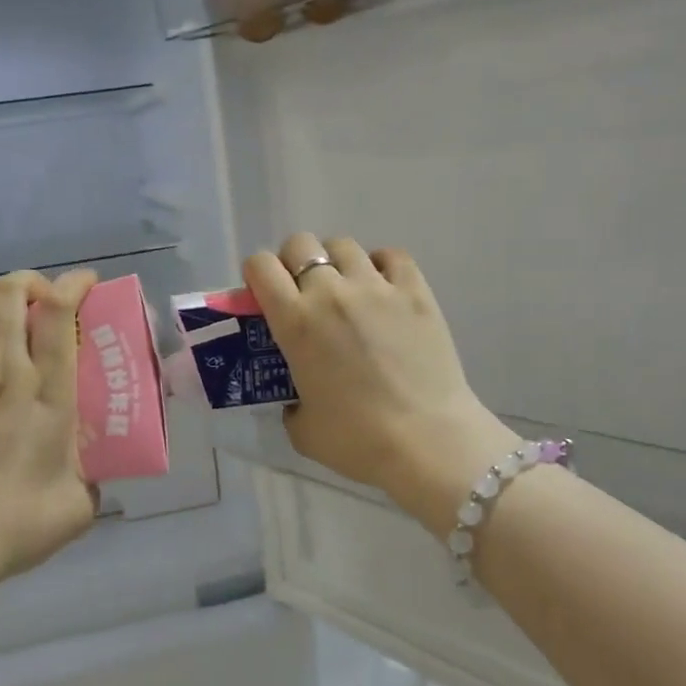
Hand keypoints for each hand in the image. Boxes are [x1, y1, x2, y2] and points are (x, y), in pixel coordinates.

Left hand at [0, 269, 99, 603]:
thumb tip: (95, 469)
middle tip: (42, 297)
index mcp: (47, 394)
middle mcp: (2, 372)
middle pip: (11, 294)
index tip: (85, 285)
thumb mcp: (78, 506)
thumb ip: (93, 478)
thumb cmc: (14, 526)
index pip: (59, 314)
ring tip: (2, 308)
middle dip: (30, 281)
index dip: (74, 285)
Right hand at [243, 235, 514, 532]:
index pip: (260, 266)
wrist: (427, 441)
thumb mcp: (302, 428)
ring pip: (344, 245)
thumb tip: (299, 398)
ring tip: (346, 289)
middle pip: (300, 244)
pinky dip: (381, 265)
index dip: (257, 274)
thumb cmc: (357, 440)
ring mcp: (376, 287)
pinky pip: (391, 256)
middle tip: (304, 293)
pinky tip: (383, 288)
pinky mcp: (415, 291)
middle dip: (294, 262)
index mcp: (295, 321)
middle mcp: (330, 292)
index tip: (264, 294)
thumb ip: (291, 403)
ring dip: (336, 262)